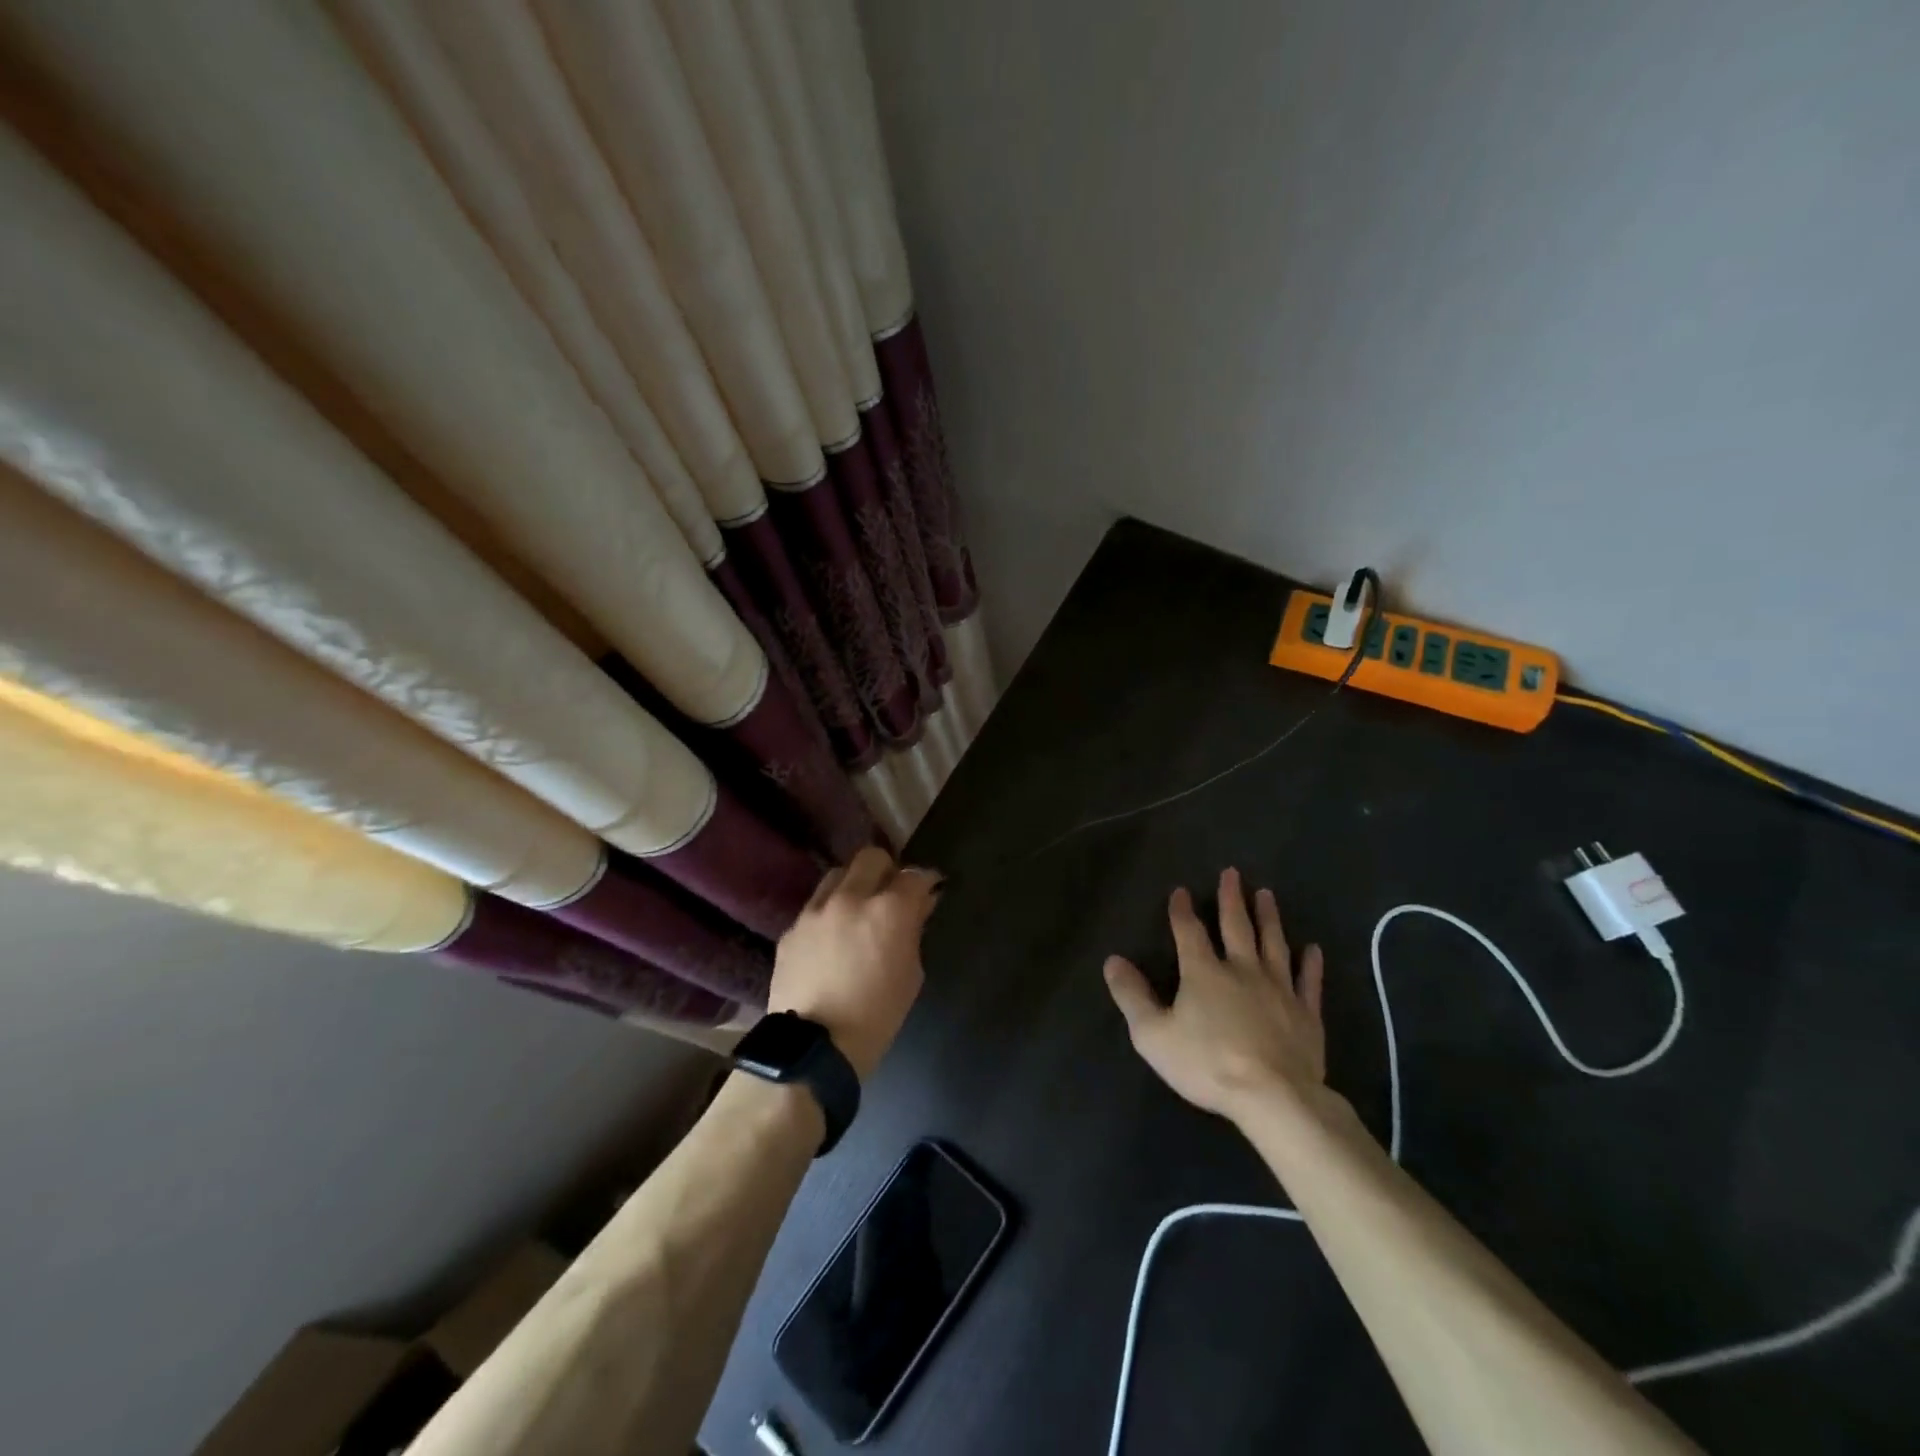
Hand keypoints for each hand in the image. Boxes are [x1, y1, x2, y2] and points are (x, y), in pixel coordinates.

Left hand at [768, 847, 936, 1078]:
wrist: (813, 1049)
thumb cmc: (876, 1017)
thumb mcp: (911, 975)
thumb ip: (913, 931)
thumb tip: (919, 905)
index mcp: (888, 911)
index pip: (914, 875)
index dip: (925, 881)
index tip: (929, 891)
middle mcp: (850, 898)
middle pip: (872, 857)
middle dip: (888, 870)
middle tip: (891, 894)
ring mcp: (815, 910)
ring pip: (839, 874)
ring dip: (854, 884)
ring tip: (858, 909)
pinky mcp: (792, 928)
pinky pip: (815, 905)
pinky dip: (829, 912)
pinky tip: (831, 937)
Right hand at [1103, 867, 1327, 1124]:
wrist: (1273, 1097)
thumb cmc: (1207, 1064)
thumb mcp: (1153, 1034)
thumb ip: (1132, 996)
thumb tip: (1112, 961)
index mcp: (1204, 973)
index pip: (1189, 932)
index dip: (1182, 910)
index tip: (1181, 890)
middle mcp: (1242, 970)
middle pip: (1236, 927)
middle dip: (1232, 899)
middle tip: (1233, 873)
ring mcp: (1279, 989)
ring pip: (1274, 944)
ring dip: (1269, 918)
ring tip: (1267, 894)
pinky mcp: (1306, 1014)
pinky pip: (1309, 982)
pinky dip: (1311, 964)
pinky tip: (1313, 948)